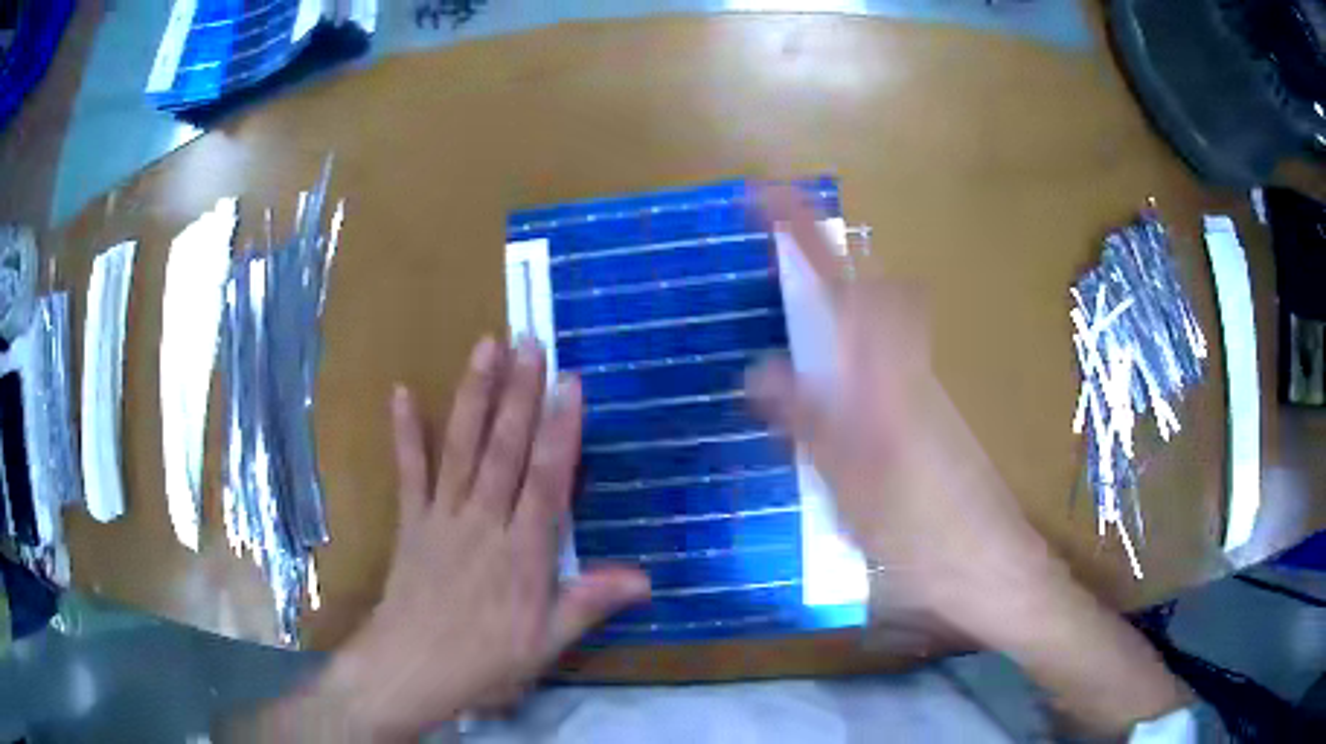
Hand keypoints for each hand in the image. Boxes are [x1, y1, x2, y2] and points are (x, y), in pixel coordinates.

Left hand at [316, 338, 649, 740]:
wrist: (410, 669)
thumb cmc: (484, 662)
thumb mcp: (546, 644)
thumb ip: (589, 604)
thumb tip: (646, 578)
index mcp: (522, 553)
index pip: (547, 481)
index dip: (561, 431)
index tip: (571, 384)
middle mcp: (483, 523)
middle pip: (504, 451)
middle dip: (520, 394)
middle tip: (530, 342)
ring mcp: (442, 517)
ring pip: (460, 448)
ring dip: (474, 396)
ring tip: (485, 348)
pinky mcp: (412, 522)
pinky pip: (409, 472)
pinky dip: (405, 433)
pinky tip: (401, 393)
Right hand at [745, 186, 1187, 733]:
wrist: (994, 568)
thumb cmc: (925, 535)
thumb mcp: (852, 489)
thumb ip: (809, 424)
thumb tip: (760, 369)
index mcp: (887, 380)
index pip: (845, 286)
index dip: (806, 234)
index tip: (765, 195)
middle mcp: (909, 372)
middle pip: (875, 292)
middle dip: (830, 262)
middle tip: (782, 268)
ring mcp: (925, 394)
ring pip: (883, 326)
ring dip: (842, 308)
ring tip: (796, 327)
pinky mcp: (932, 419)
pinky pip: (887, 363)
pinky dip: (854, 356)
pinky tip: (832, 400)